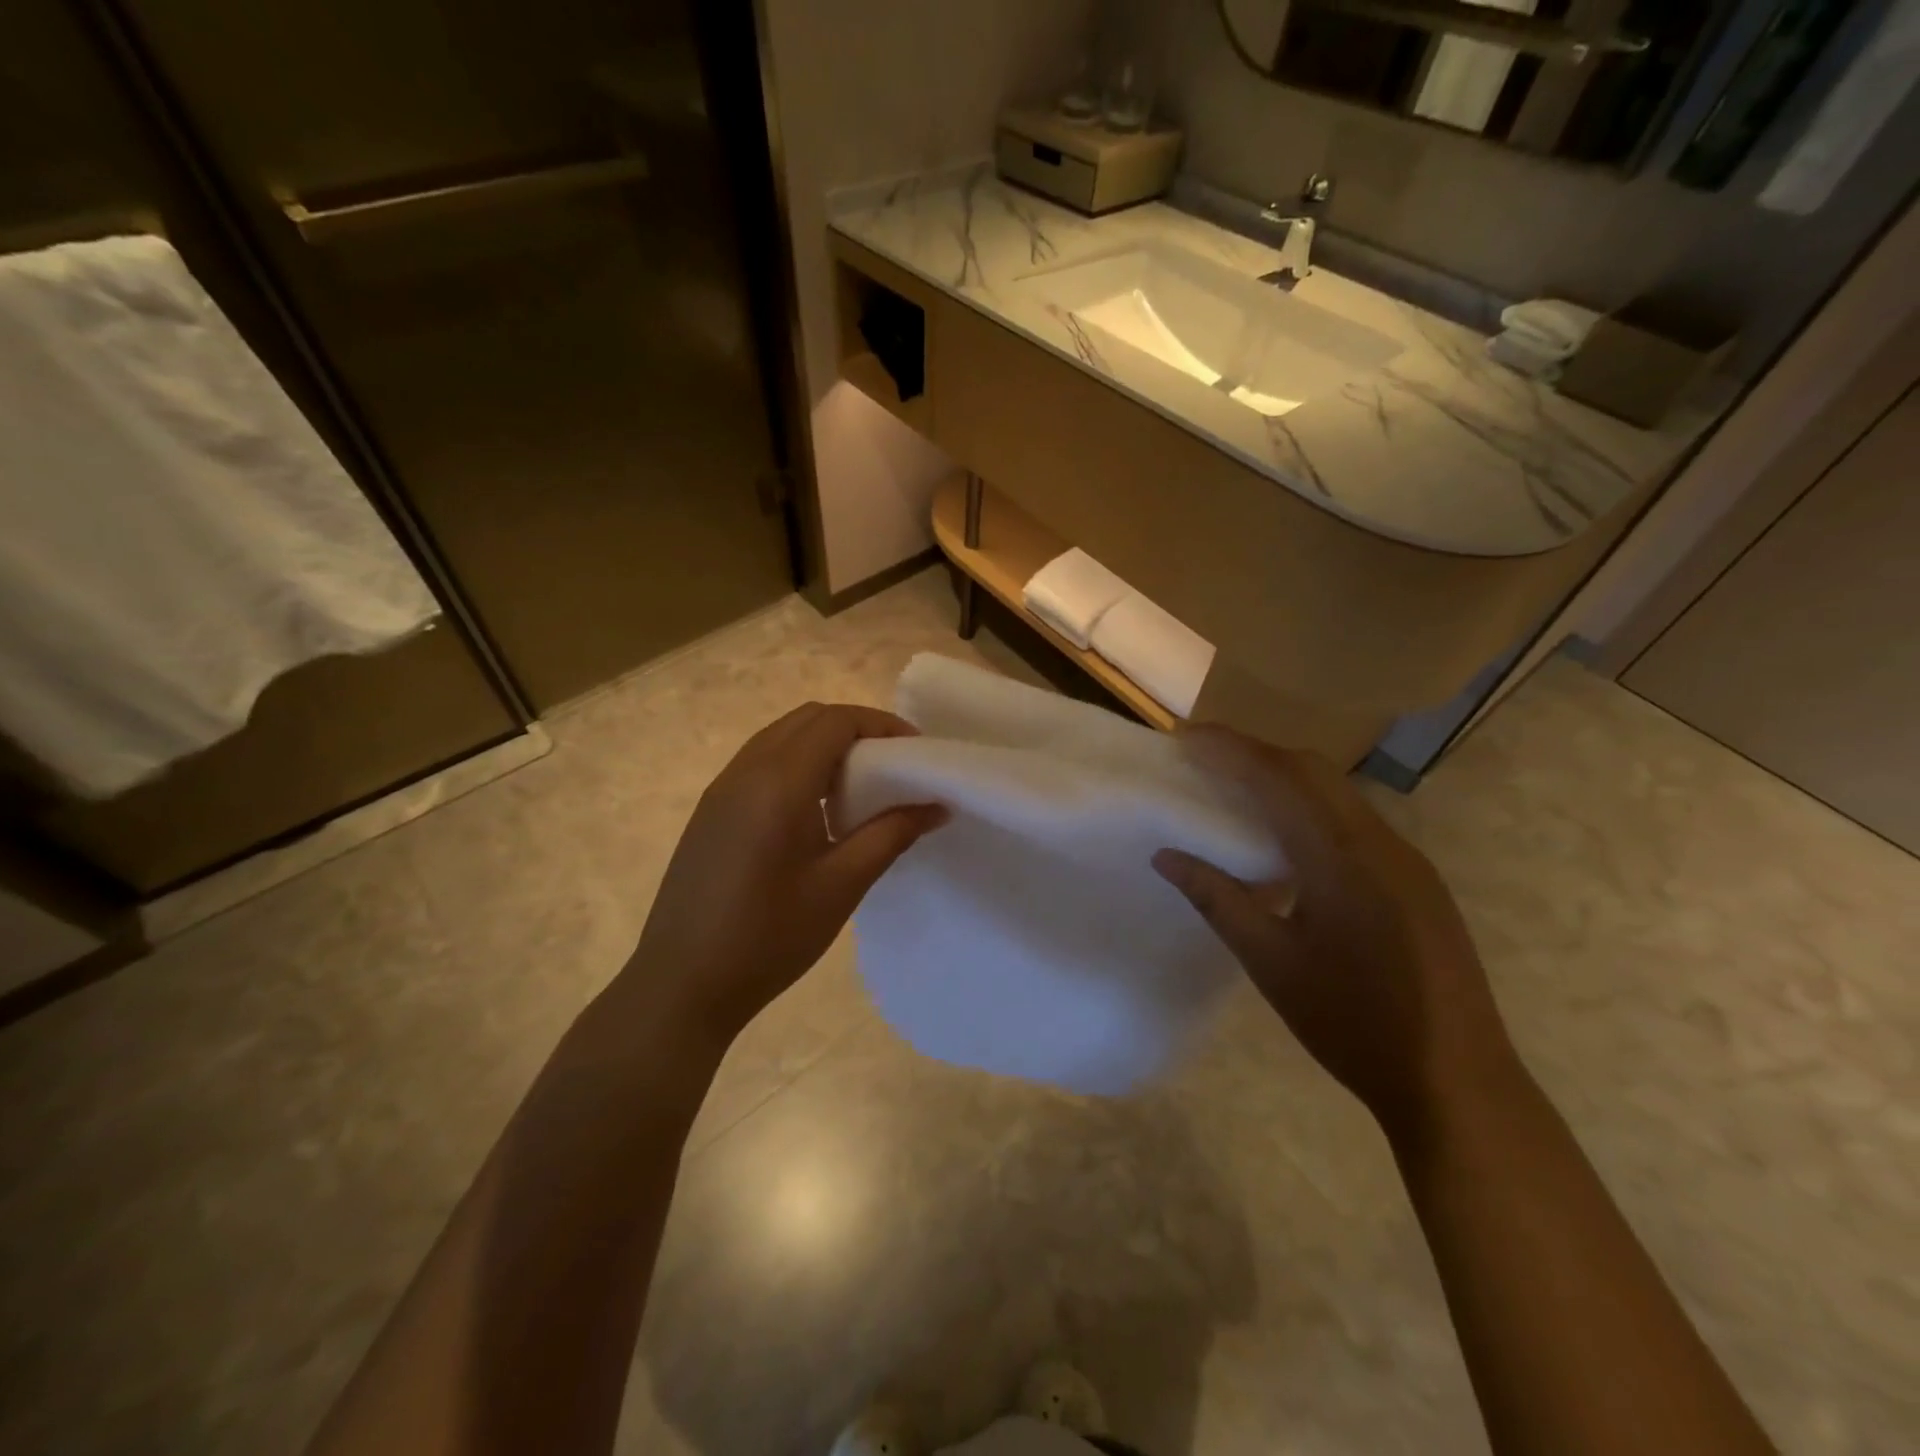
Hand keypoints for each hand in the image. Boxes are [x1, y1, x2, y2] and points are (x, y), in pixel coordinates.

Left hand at [620, 703, 946, 1047]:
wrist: (682, 984)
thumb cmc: (769, 937)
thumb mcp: (841, 886)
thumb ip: (891, 834)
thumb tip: (937, 804)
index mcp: (778, 782)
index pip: (836, 721)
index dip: (882, 724)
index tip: (916, 753)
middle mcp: (745, 770)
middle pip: (808, 718)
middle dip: (857, 728)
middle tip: (894, 765)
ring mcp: (721, 788)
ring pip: (782, 736)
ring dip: (826, 744)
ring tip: (860, 786)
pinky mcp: (711, 810)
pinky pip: (762, 762)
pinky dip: (799, 763)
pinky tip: (816, 810)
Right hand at [1152, 725, 1516, 1143]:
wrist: (1458, 1083)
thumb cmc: (1353, 1023)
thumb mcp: (1271, 963)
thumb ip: (1217, 900)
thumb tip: (1165, 855)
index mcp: (1342, 856)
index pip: (1279, 777)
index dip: (1229, 749)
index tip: (1184, 737)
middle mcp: (1381, 842)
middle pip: (1313, 771)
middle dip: (1255, 753)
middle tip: (1203, 758)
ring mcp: (1407, 860)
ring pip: (1337, 794)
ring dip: (1285, 779)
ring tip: (1235, 790)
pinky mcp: (1417, 881)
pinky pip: (1355, 822)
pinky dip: (1311, 808)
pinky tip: (1287, 840)